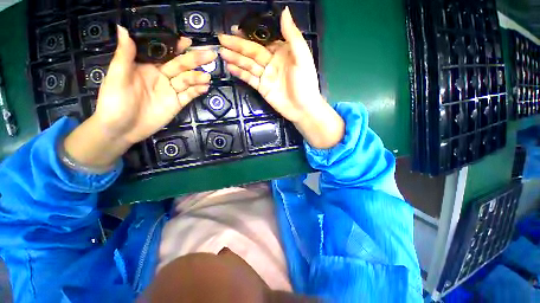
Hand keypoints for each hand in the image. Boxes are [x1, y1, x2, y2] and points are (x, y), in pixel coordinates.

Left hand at [93, 25, 215, 143]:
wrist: (121, 129)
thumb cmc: (114, 101)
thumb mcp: (116, 76)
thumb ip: (124, 55)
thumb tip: (124, 28)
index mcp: (147, 66)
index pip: (164, 53)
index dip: (176, 46)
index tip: (188, 41)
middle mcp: (162, 77)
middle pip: (181, 66)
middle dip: (195, 60)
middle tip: (210, 55)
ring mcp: (171, 91)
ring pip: (187, 81)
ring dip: (198, 78)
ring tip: (207, 77)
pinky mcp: (177, 104)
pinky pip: (189, 96)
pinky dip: (197, 91)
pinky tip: (205, 88)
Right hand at [218, 7, 343, 148]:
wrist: (302, 108)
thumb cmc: (305, 83)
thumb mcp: (302, 58)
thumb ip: (292, 36)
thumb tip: (284, 11)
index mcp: (282, 52)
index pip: (263, 39)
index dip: (250, 34)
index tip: (236, 28)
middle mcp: (272, 62)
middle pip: (252, 51)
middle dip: (237, 45)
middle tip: (221, 38)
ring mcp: (266, 76)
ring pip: (248, 64)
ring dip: (235, 58)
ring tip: (221, 52)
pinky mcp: (262, 88)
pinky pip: (249, 79)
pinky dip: (240, 73)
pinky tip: (230, 67)